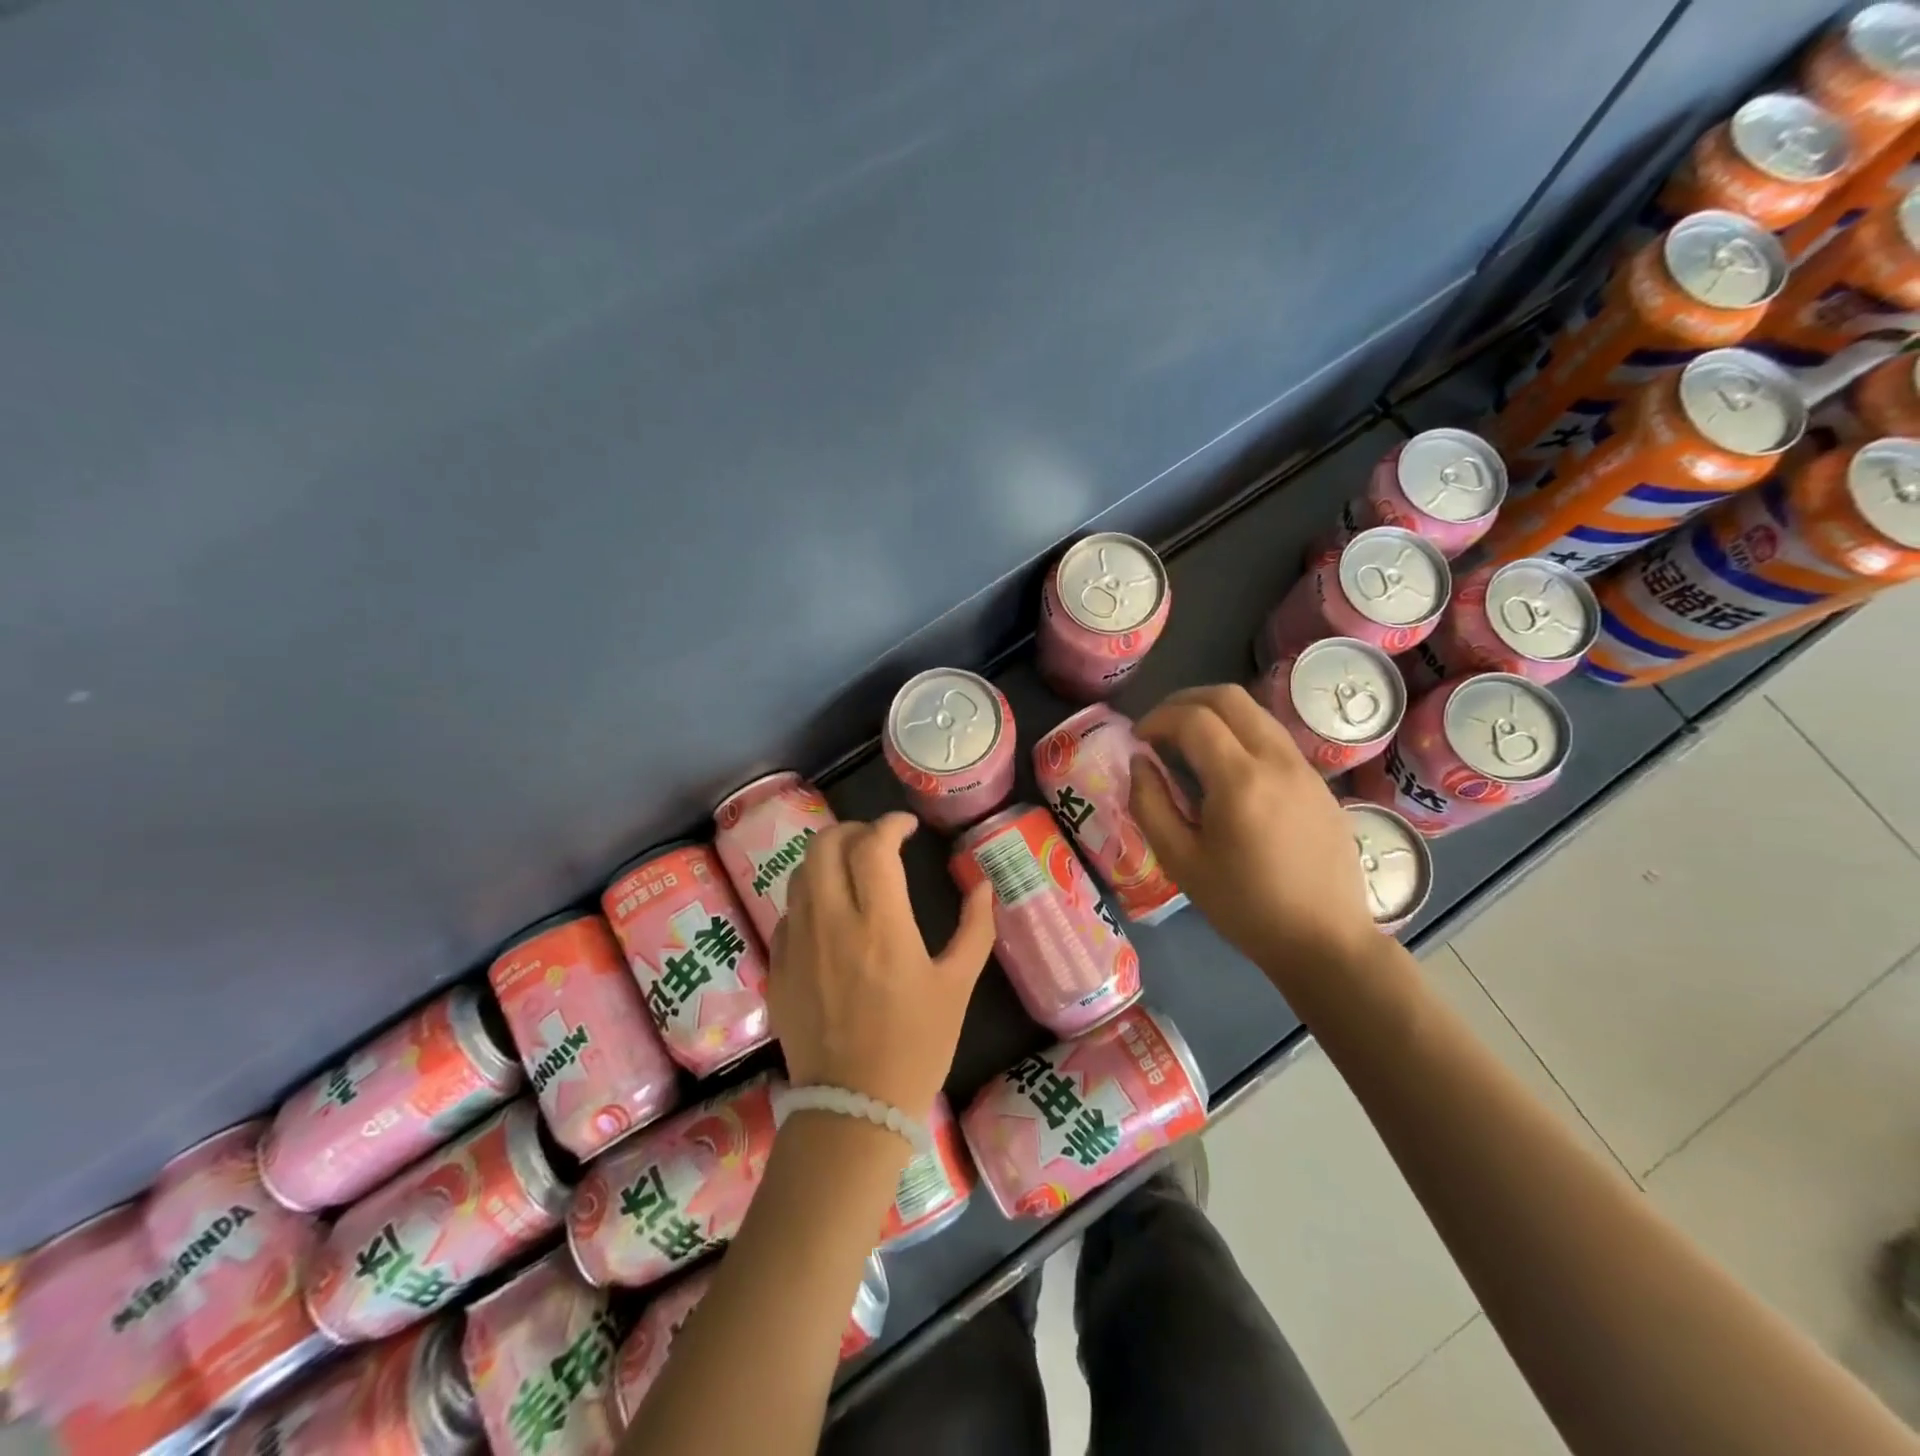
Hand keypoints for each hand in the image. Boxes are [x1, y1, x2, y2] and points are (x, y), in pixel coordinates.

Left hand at [769, 812, 996, 1117]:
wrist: (853, 1107)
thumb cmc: (915, 1045)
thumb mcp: (957, 986)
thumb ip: (975, 929)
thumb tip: (984, 885)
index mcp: (880, 923)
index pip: (874, 845)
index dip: (891, 823)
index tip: (907, 826)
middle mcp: (831, 921)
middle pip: (825, 845)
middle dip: (852, 830)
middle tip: (876, 842)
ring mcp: (798, 942)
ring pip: (800, 873)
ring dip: (827, 859)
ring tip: (852, 871)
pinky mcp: (778, 965)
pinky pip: (789, 912)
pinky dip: (810, 897)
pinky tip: (830, 916)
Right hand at [1130, 684, 1378, 982]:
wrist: (1324, 940)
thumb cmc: (1244, 906)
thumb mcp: (1180, 861)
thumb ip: (1150, 804)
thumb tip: (1139, 761)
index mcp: (1240, 780)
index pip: (1193, 718)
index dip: (1157, 719)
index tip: (1138, 739)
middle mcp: (1277, 760)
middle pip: (1229, 697)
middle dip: (1185, 701)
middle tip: (1160, 727)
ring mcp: (1305, 768)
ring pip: (1256, 712)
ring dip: (1216, 714)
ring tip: (1189, 742)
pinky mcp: (1320, 782)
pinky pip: (1275, 737)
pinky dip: (1242, 734)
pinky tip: (1227, 769)